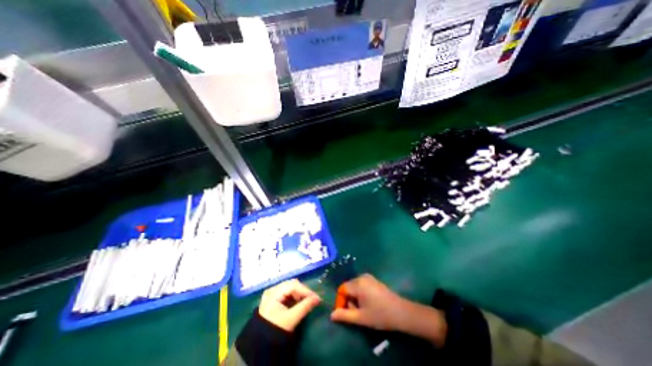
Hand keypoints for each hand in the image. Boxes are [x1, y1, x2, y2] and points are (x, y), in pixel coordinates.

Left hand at [258, 280, 321, 331]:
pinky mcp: (274, 299)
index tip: (316, 297)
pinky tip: (299, 302)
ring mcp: (272, 294)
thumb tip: (318, 298)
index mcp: (274, 292)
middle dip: (303, 291)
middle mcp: (272, 289)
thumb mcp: (291, 318)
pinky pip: (287, 293)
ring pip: (290, 288)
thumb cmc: (275, 329)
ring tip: (307, 301)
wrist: (261, 344)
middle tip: (312, 299)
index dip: (306, 290)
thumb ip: (305, 306)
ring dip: (299, 294)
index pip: (293, 285)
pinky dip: (295, 296)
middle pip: (292, 285)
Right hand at [332, 275, 405, 331]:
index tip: (345, 313)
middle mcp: (361, 277)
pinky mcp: (373, 280)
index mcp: (357, 283)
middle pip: (348, 287)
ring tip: (362, 310)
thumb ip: (345, 315)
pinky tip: (368, 304)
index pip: (342, 289)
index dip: (341, 301)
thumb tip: (331, 315)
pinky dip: (360, 294)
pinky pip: (361, 285)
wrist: (401, 312)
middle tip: (356, 313)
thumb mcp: (361, 317)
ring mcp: (368, 277)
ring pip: (354, 287)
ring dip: (354, 298)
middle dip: (348, 300)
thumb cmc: (379, 315)